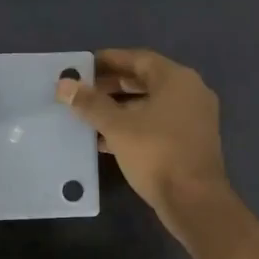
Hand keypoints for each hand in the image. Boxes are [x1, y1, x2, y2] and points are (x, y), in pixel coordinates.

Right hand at [57, 48, 230, 235]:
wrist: (194, 200)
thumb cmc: (156, 154)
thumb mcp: (117, 127)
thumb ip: (90, 103)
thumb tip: (64, 84)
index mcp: (177, 79)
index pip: (138, 58)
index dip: (109, 60)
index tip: (83, 65)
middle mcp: (190, 92)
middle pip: (145, 81)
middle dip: (112, 85)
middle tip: (82, 90)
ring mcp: (193, 118)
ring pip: (151, 104)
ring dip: (120, 108)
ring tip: (88, 115)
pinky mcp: (190, 142)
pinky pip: (157, 124)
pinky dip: (133, 126)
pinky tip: (105, 139)